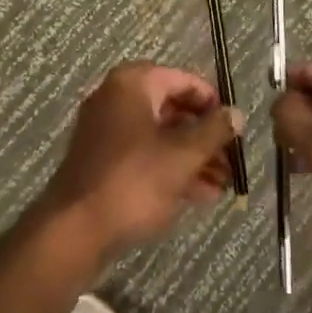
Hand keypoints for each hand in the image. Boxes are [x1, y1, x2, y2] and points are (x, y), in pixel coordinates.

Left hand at [41, 61, 244, 266]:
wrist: (74, 232)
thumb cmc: (132, 182)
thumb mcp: (181, 156)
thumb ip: (213, 132)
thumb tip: (237, 113)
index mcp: (133, 83)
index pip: (183, 80)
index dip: (212, 103)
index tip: (234, 127)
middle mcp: (117, 97)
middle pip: (172, 109)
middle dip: (204, 137)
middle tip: (231, 161)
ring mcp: (106, 130)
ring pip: (160, 136)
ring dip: (192, 157)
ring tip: (222, 185)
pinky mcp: (102, 161)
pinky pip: (144, 155)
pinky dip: (170, 169)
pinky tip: (199, 195)